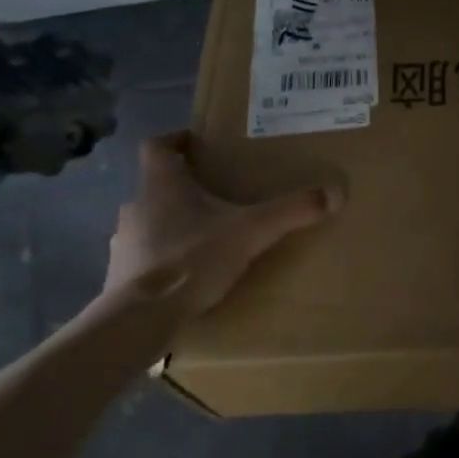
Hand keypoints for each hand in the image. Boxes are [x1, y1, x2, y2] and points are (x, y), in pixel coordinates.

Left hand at [103, 131, 341, 310]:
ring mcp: (124, 241)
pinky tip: (188, 273)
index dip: (176, 140)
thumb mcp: (252, 232)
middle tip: (219, 196)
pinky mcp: (122, 274)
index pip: (157, 145)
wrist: (142, 317)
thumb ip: (292, 211)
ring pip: (151, 222)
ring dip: (173, 225)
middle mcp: (137, 206)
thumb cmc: (192, 259)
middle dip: (186, 189)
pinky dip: (165, 259)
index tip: (197, 144)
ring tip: (207, 238)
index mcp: (162, 185)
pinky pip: (146, 257)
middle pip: (158, 186)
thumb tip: (336, 193)